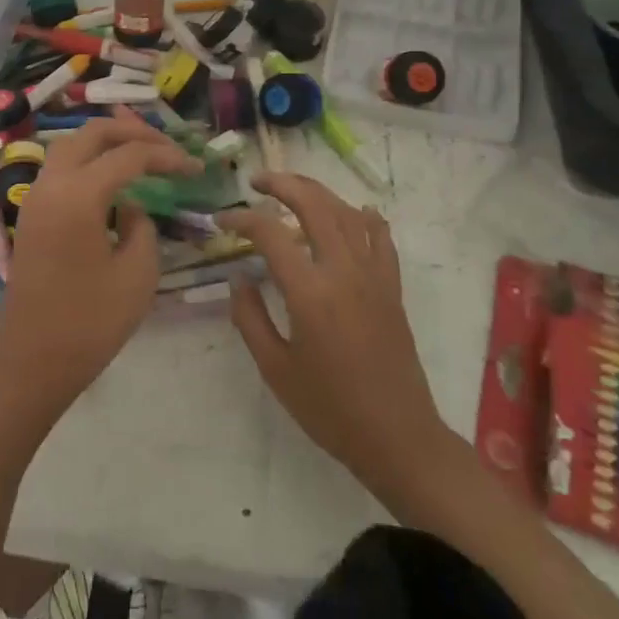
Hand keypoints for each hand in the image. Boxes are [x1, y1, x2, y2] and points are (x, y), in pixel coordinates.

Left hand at [0, 119, 200, 410]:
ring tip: (142, 154)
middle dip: (132, 131)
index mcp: (78, 195)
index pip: (129, 155)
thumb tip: (132, 205)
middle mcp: (50, 184)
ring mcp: (35, 198)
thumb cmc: (89, 323)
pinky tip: (113, 180)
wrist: (31, 360)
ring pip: (71, 146)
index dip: (167, 156)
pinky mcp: (31, 215)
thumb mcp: (137, 274)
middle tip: (167, 146)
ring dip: (106, 142)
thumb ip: (142, 226)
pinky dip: (88, 161)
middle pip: (91, 133)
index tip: (196, 168)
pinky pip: (60, 169)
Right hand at [218, 173, 454, 505]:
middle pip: (315, 205)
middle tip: (257, 182)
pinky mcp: (391, 288)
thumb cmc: (329, 408)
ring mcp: (374, 276)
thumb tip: (239, 278)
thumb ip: (249, 318)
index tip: (221, 221)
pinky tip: (356, 211)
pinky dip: (365, 217)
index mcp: (310, 292)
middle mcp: (344, 272)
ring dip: (318, 192)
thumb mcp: (275, 368)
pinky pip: (381, 239)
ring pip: (347, 213)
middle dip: (283, 184)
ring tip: (293, 189)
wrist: (397, 436)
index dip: (241, 219)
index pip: (271, 234)